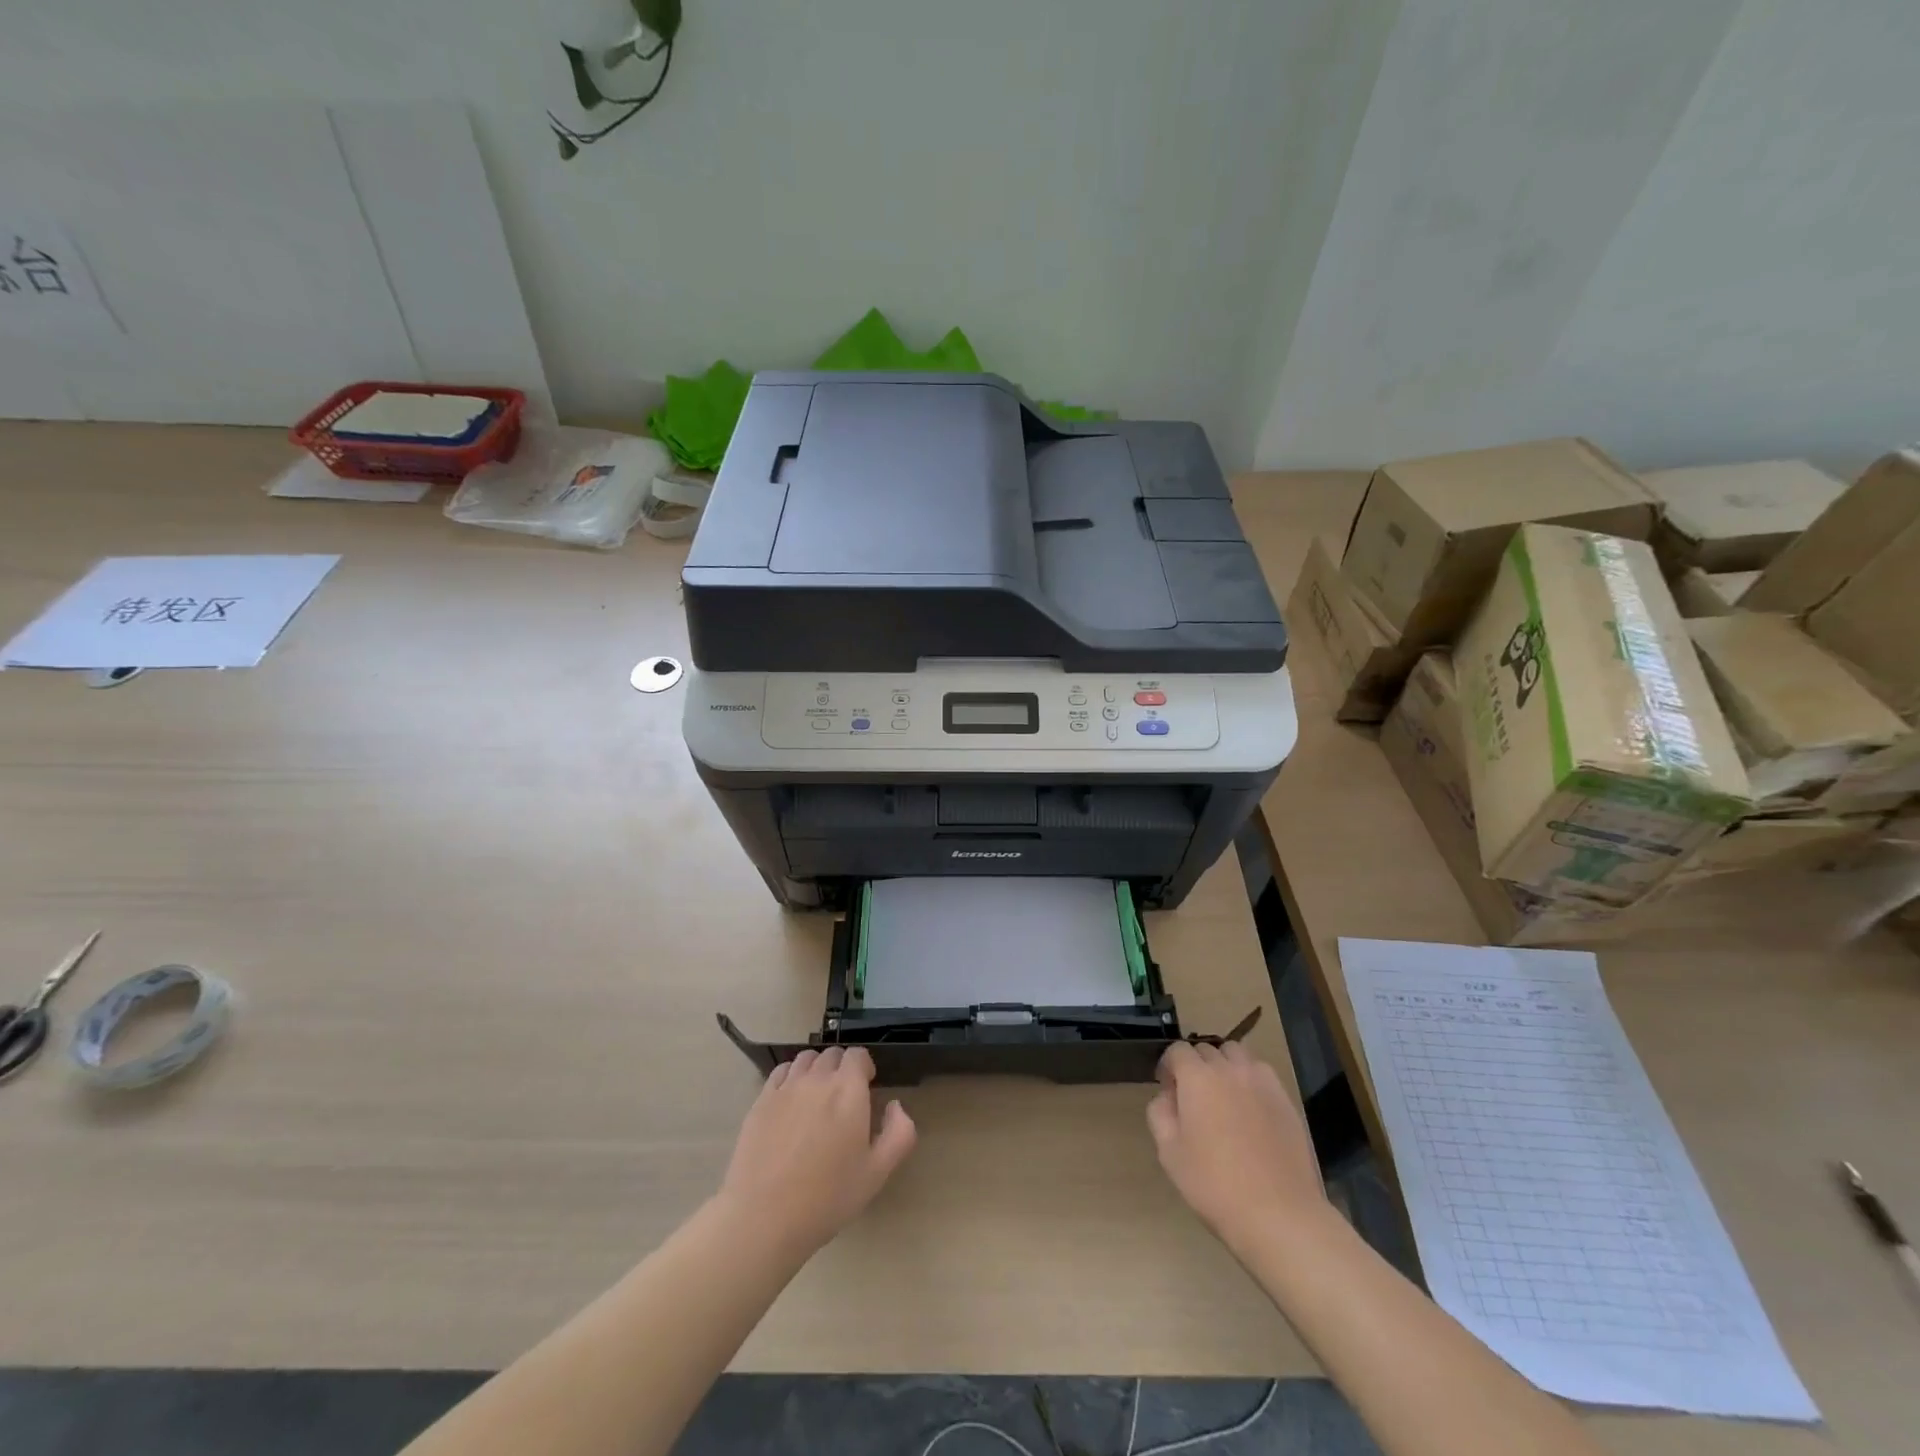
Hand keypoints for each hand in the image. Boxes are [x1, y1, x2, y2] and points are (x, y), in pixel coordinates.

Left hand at [717, 1047, 916, 1258]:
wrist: (765, 1217)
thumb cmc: (828, 1197)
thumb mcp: (877, 1173)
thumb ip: (899, 1133)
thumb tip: (895, 1106)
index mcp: (848, 1090)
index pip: (858, 1055)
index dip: (864, 1068)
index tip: (866, 1089)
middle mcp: (817, 1079)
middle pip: (832, 1054)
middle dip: (841, 1068)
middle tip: (842, 1099)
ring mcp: (786, 1087)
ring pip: (806, 1059)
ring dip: (816, 1069)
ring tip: (816, 1097)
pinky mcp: (761, 1101)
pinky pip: (780, 1072)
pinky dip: (790, 1077)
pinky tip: (791, 1102)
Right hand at [1147, 1041, 1328, 1251]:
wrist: (1278, 1214)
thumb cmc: (1214, 1184)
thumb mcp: (1169, 1153)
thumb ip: (1160, 1113)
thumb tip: (1167, 1096)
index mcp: (1197, 1077)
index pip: (1178, 1051)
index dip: (1169, 1067)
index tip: (1168, 1090)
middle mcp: (1229, 1069)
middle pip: (1207, 1050)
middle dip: (1195, 1066)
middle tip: (1194, 1098)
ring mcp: (1261, 1081)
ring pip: (1236, 1054)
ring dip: (1224, 1066)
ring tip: (1224, 1096)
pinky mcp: (1285, 1099)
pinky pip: (1261, 1073)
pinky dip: (1250, 1079)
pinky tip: (1250, 1109)